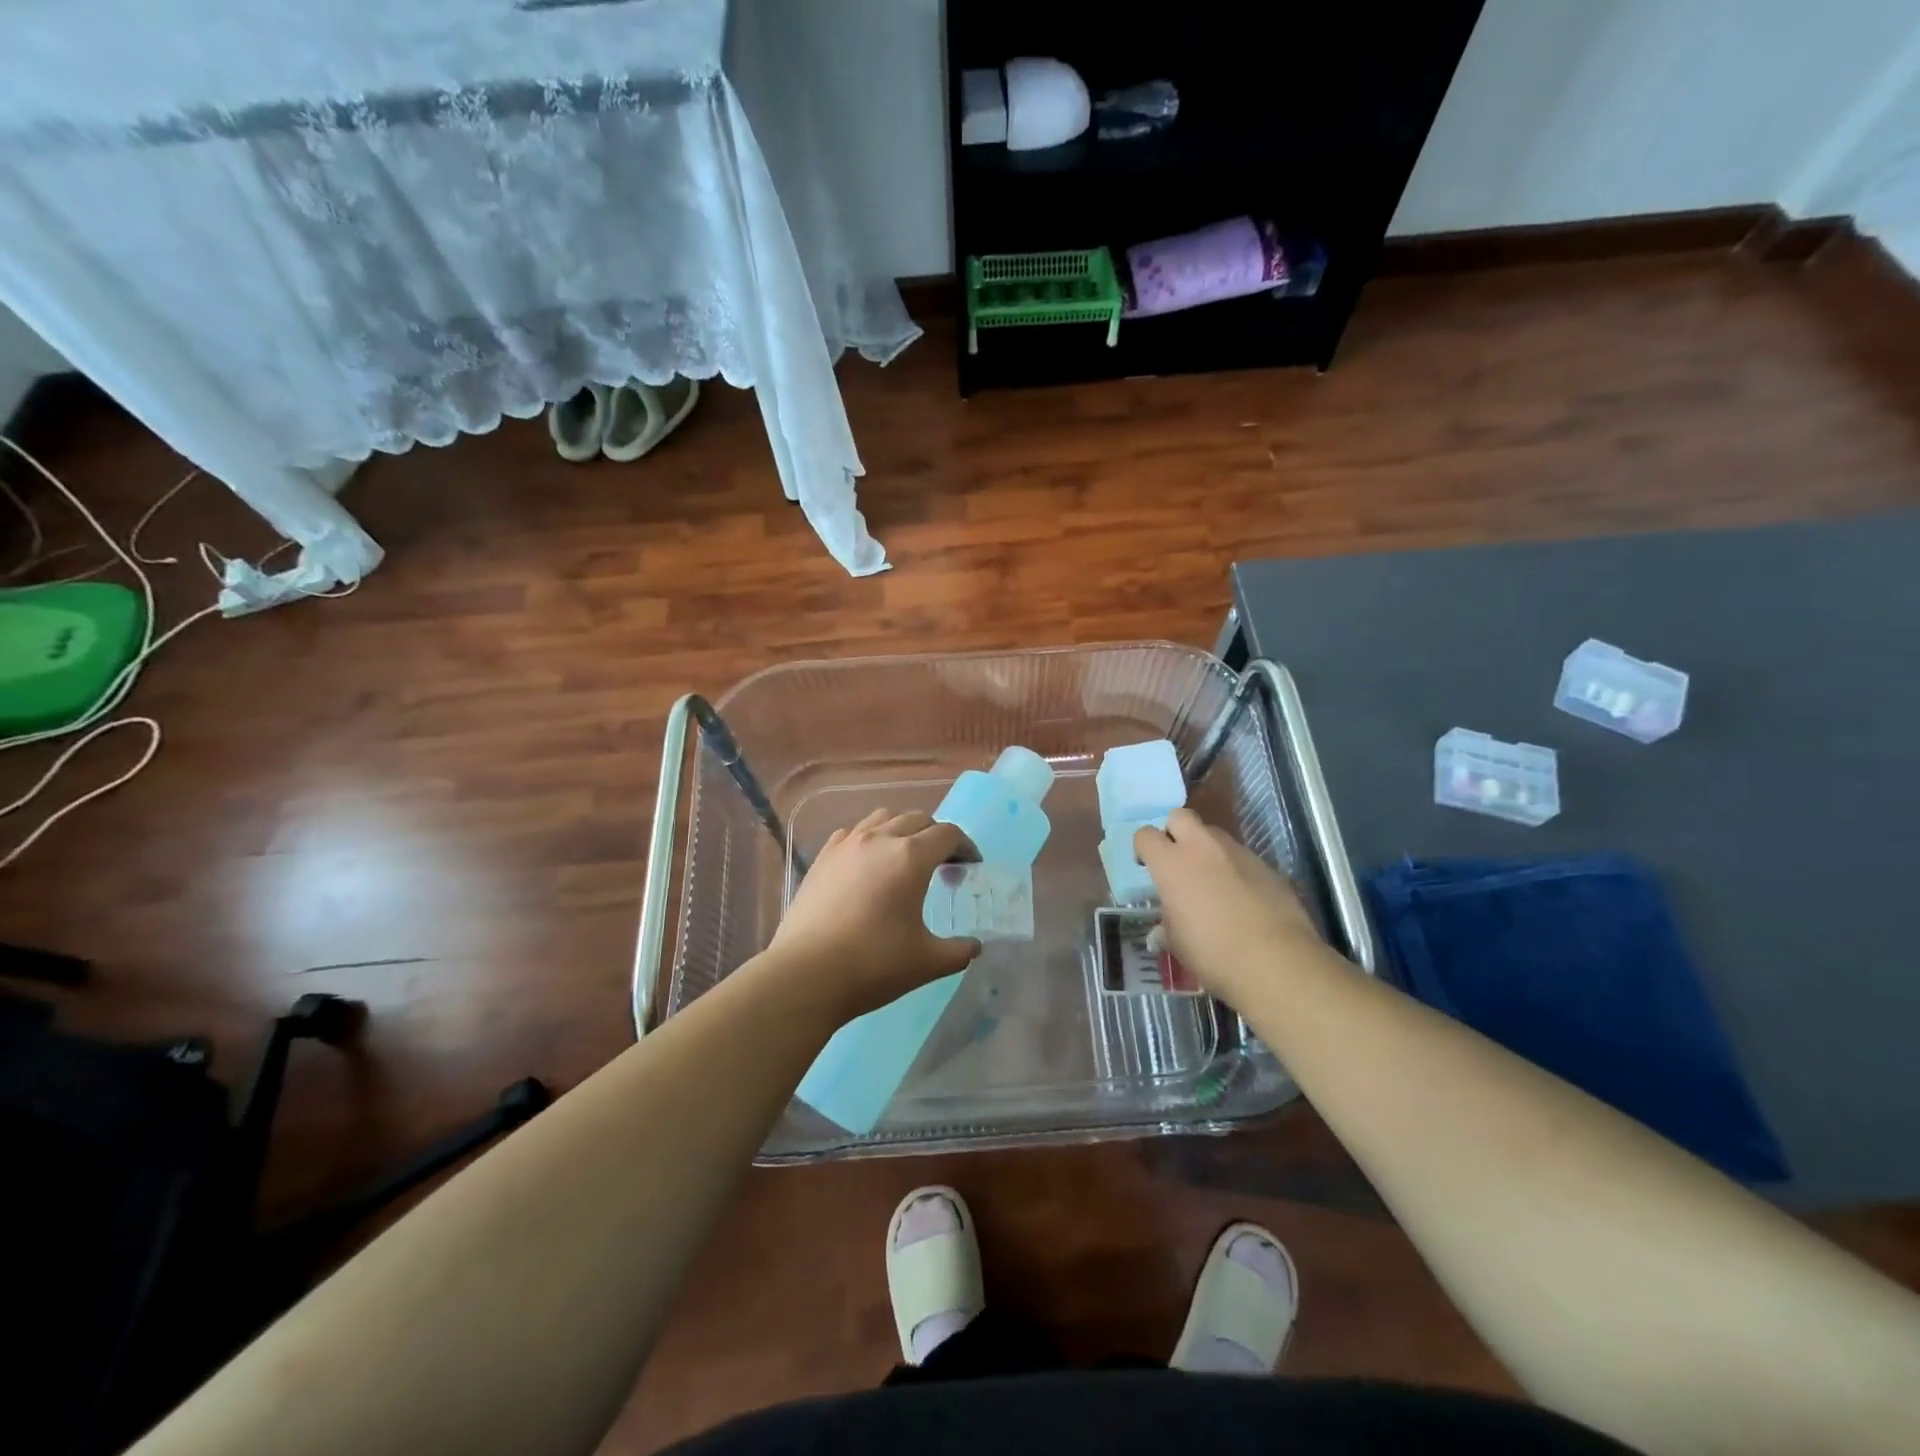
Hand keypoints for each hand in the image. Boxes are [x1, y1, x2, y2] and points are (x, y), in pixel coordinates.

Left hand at [763, 808, 981, 1022]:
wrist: (805, 975)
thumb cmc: (873, 965)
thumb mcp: (927, 962)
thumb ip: (959, 951)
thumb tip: (974, 947)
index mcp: (911, 857)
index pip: (948, 834)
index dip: (966, 846)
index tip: (971, 865)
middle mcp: (880, 839)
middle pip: (917, 819)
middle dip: (936, 835)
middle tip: (944, 863)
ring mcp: (846, 844)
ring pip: (883, 817)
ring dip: (903, 829)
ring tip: (907, 856)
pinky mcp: (823, 857)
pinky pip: (854, 831)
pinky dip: (871, 837)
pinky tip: (869, 863)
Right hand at [1133, 807, 1329, 1002]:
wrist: (1277, 962)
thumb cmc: (1213, 953)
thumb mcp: (1177, 944)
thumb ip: (1166, 928)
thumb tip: (1160, 932)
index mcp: (1172, 864)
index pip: (1145, 835)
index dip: (1143, 848)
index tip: (1146, 867)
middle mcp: (1202, 848)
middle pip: (1180, 816)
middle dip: (1174, 831)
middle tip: (1176, 861)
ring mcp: (1238, 853)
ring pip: (1214, 834)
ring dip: (1206, 849)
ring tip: (1211, 880)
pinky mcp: (1266, 865)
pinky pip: (1241, 856)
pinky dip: (1235, 869)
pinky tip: (1241, 897)